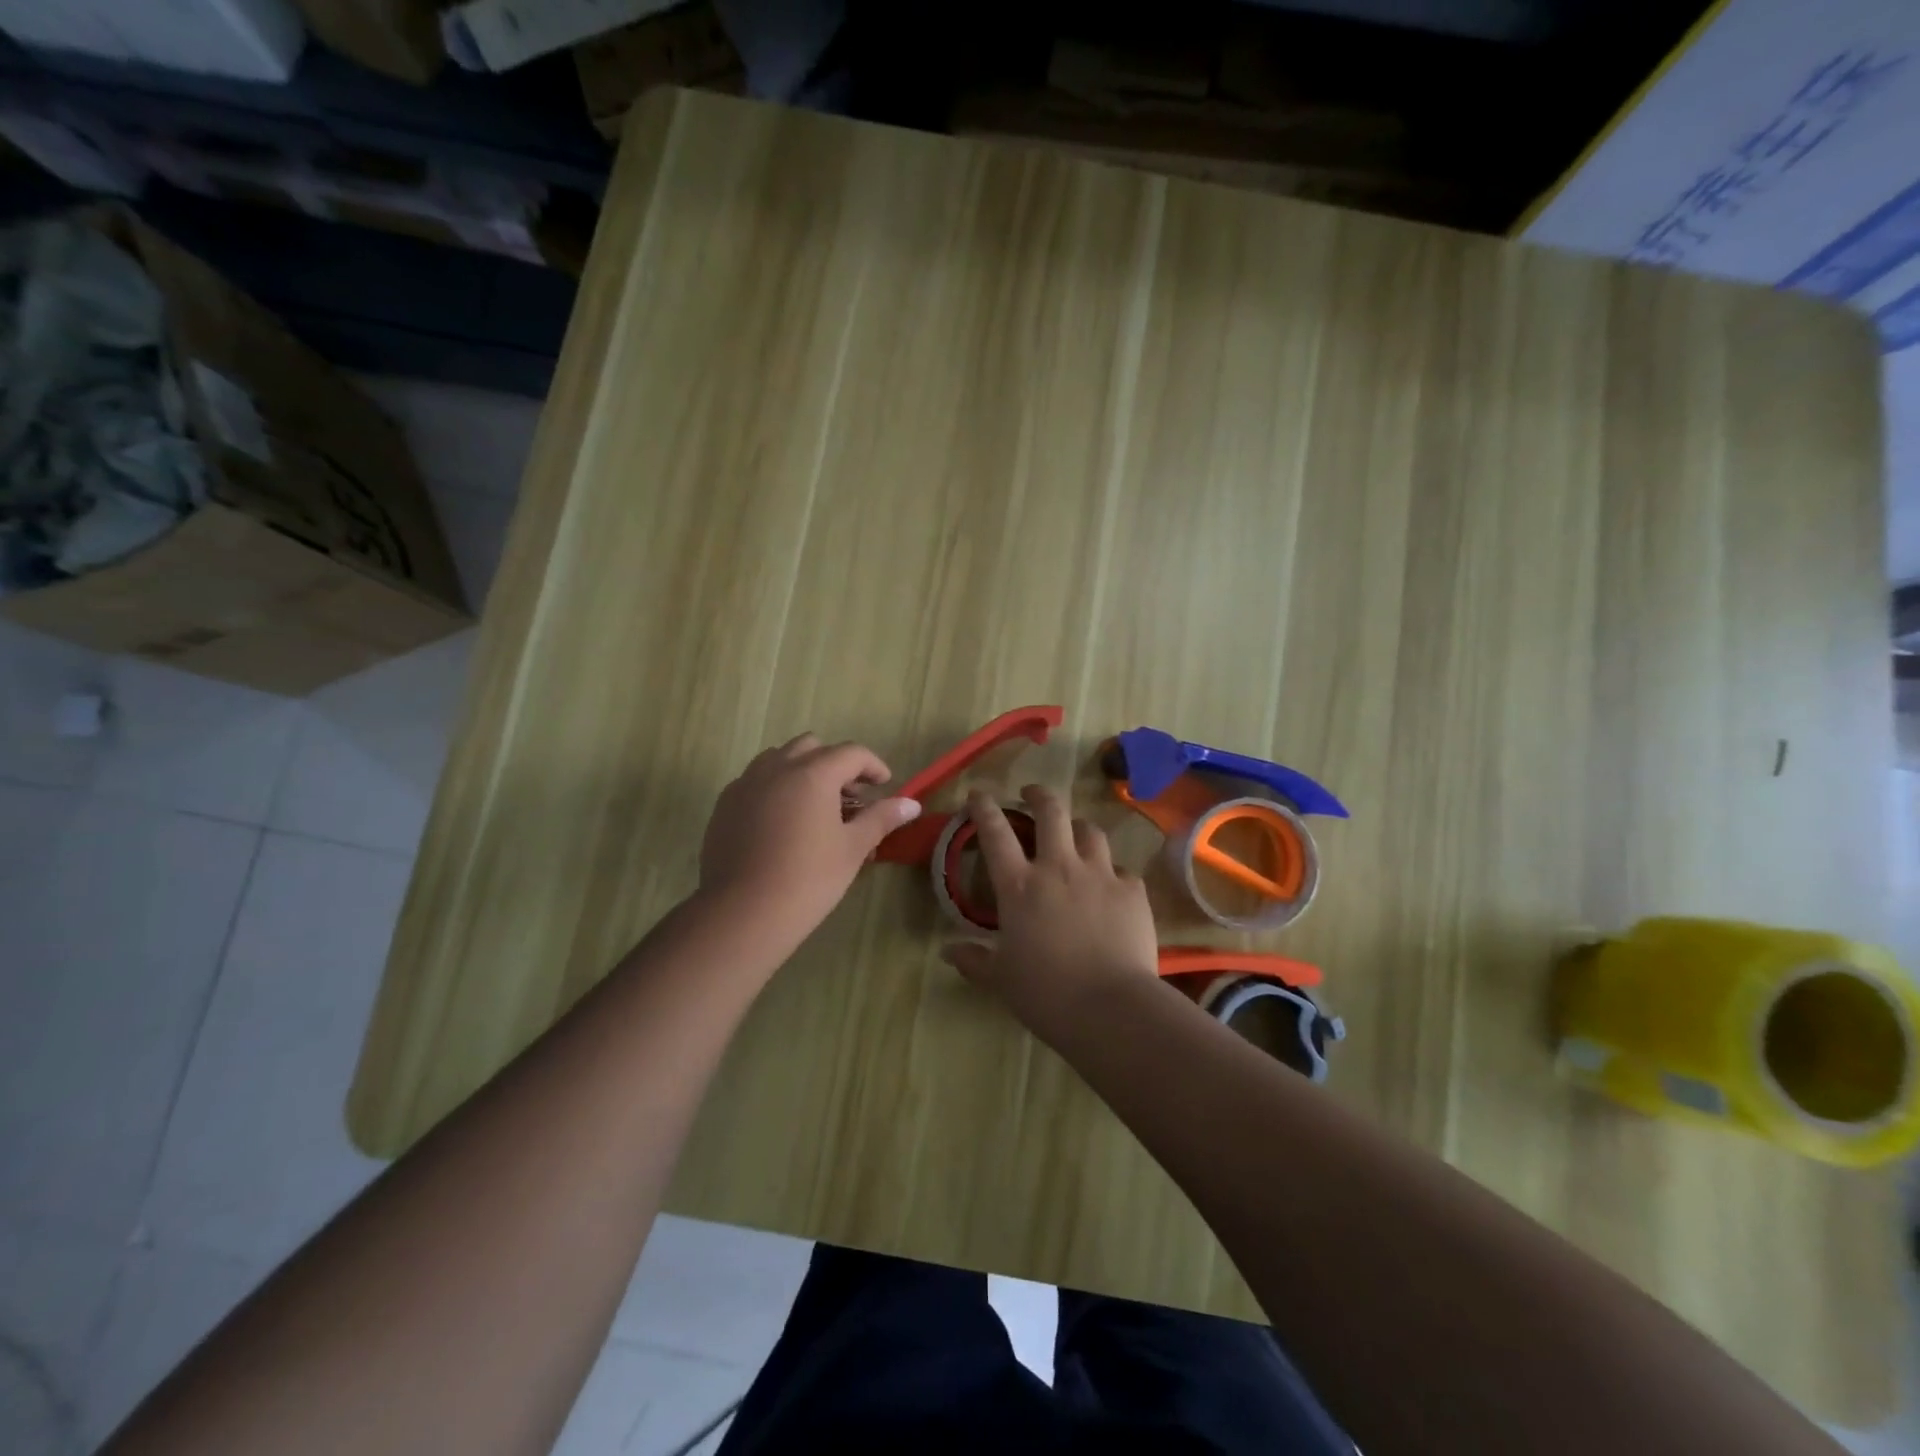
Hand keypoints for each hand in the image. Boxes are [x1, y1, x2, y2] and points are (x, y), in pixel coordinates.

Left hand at [698, 734, 920, 947]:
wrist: (743, 912)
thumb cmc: (808, 878)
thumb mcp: (852, 848)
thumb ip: (881, 818)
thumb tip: (912, 805)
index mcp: (813, 773)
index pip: (851, 753)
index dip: (873, 765)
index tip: (884, 785)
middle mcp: (777, 767)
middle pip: (812, 747)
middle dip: (836, 764)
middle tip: (850, 796)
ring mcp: (746, 783)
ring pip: (779, 758)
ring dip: (802, 770)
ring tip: (815, 806)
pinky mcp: (725, 804)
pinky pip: (755, 780)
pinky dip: (775, 787)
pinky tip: (782, 821)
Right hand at [942, 785, 1157, 1034]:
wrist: (1111, 1007)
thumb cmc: (1045, 993)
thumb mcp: (1001, 979)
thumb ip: (974, 960)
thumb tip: (947, 951)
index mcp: (1020, 886)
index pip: (995, 833)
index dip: (984, 808)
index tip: (979, 793)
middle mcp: (1059, 868)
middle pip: (1051, 812)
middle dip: (1039, 795)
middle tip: (1032, 794)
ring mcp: (1100, 875)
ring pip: (1090, 831)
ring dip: (1078, 828)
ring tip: (1075, 836)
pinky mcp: (1133, 891)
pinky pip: (1121, 870)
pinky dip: (1112, 873)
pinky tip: (1111, 888)